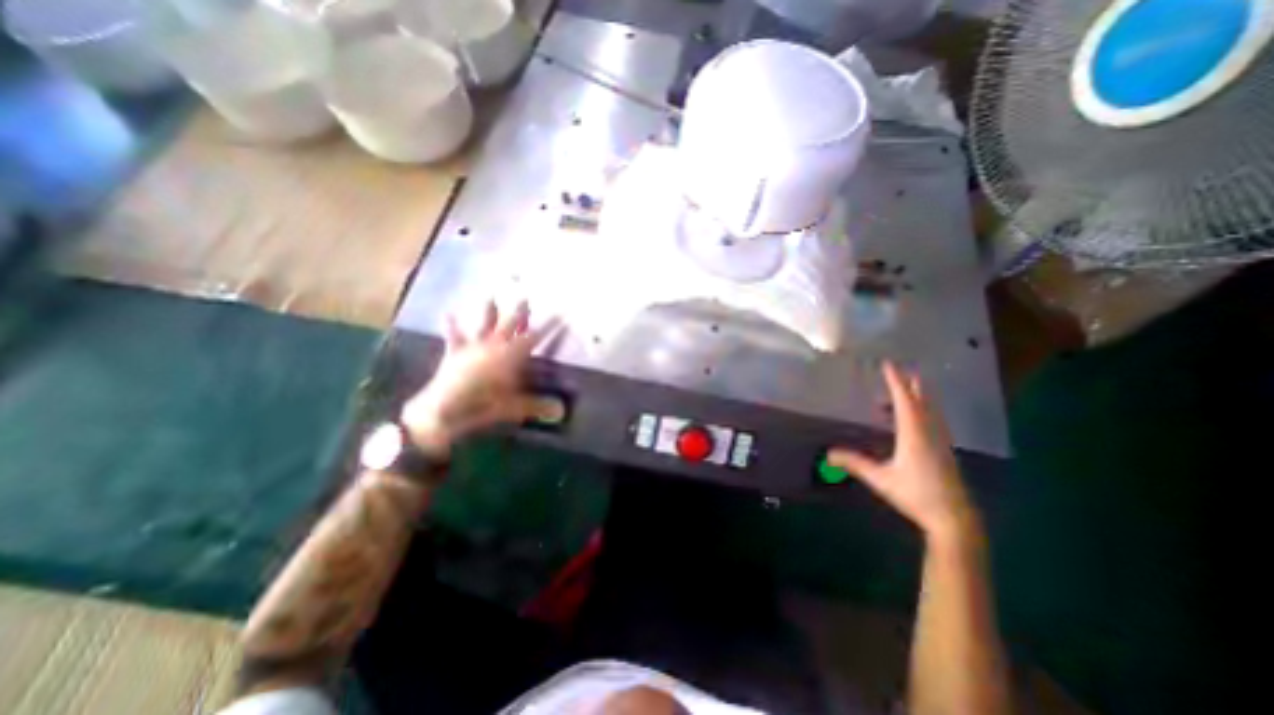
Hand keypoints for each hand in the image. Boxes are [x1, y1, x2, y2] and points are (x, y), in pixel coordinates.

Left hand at [403, 303, 553, 458]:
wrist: (444, 410)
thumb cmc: (483, 405)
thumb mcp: (514, 407)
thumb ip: (537, 405)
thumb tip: (561, 411)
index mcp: (511, 355)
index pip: (535, 337)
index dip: (549, 326)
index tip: (559, 314)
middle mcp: (494, 345)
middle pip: (510, 324)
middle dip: (519, 312)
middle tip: (525, 298)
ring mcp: (473, 347)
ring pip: (484, 325)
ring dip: (488, 312)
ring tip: (491, 297)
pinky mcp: (455, 353)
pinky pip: (454, 337)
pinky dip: (451, 325)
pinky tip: (447, 313)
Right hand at [833, 364, 976, 542]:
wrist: (954, 518)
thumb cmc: (915, 495)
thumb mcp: (880, 479)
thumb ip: (855, 463)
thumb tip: (828, 454)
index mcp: (914, 434)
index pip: (904, 400)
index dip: (895, 381)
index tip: (888, 364)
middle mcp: (930, 432)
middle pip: (922, 400)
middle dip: (912, 383)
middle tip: (902, 370)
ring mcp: (941, 440)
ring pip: (931, 410)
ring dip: (918, 397)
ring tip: (903, 392)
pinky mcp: (945, 449)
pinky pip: (934, 420)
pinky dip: (923, 410)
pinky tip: (917, 417)